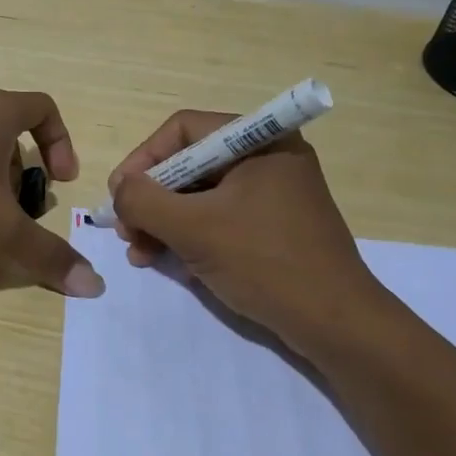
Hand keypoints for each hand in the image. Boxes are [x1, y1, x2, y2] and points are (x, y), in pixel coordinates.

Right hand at [107, 110, 391, 344]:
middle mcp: (267, 157)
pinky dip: (189, 235)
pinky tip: (167, 261)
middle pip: (189, 163)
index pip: (183, 131)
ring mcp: (273, 192)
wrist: (337, 325)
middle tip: (125, 231)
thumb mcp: (194, 229)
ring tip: (139, 254)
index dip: (142, 160)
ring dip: (164, 222)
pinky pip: (219, 217)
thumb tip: (119, 189)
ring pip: (200, 195)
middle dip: (151, 199)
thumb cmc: (266, 263)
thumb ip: (145, 201)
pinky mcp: (273, 225)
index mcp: (259, 140)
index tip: (118, 196)